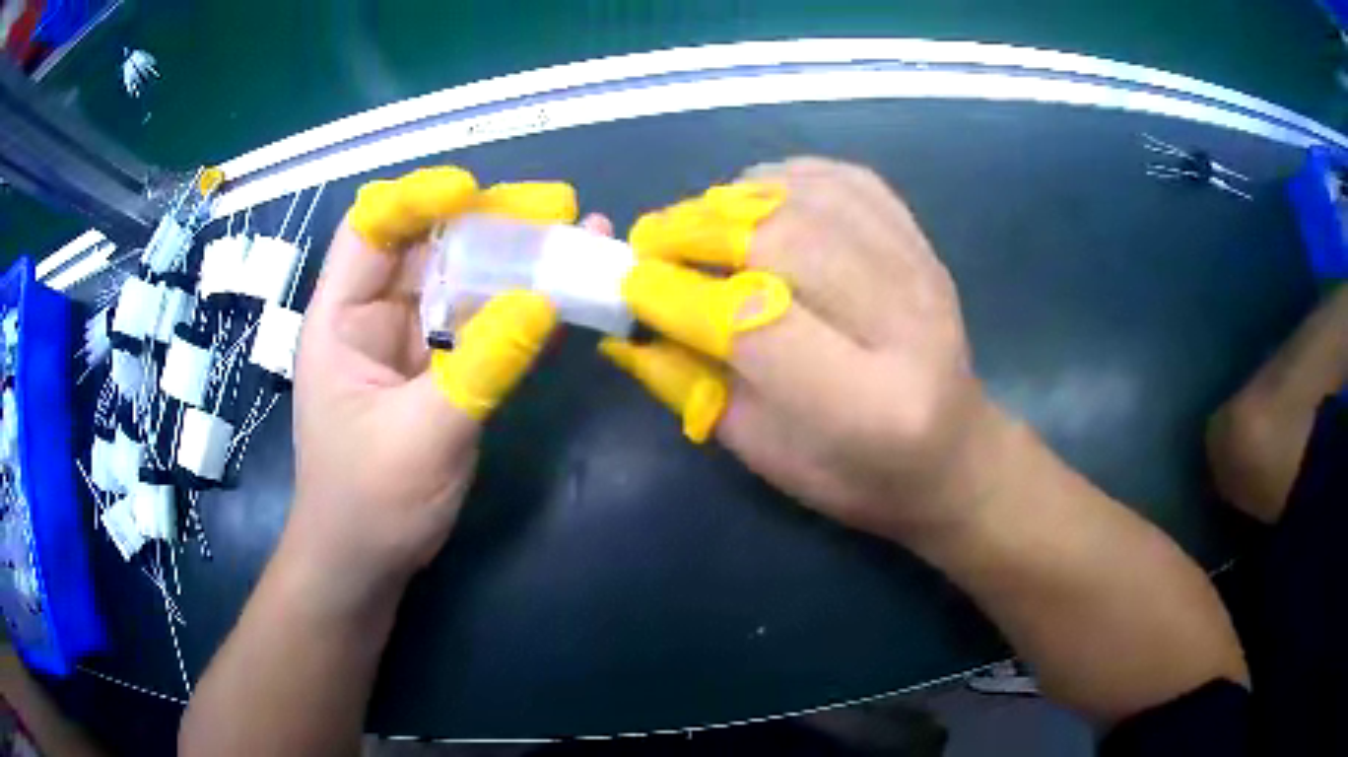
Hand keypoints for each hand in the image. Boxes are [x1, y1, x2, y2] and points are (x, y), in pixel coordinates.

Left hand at [287, 166, 607, 610]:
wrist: (365, 563)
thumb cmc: (369, 503)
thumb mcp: (421, 438)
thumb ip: (481, 368)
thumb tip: (545, 301)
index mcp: (342, 319)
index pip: (370, 228)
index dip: (418, 198)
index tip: (476, 193)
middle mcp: (374, 316)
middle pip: (428, 243)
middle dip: (489, 220)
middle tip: (558, 207)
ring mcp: (410, 343)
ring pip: (462, 280)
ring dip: (516, 259)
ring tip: (577, 235)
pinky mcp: (440, 370)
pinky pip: (482, 324)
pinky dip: (521, 307)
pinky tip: (566, 292)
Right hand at [604, 157, 995, 541]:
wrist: (952, 453)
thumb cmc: (856, 475)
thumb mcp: (766, 454)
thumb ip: (696, 388)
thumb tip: (629, 327)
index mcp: (868, 406)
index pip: (758, 325)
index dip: (682, 296)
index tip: (632, 282)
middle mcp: (907, 327)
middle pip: (790, 244)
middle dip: (702, 231)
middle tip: (652, 239)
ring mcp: (924, 274)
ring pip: (816, 200)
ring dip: (737, 198)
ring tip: (694, 218)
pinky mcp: (924, 245)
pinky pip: (849, 181)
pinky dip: (789, 175)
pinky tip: (754, 194)